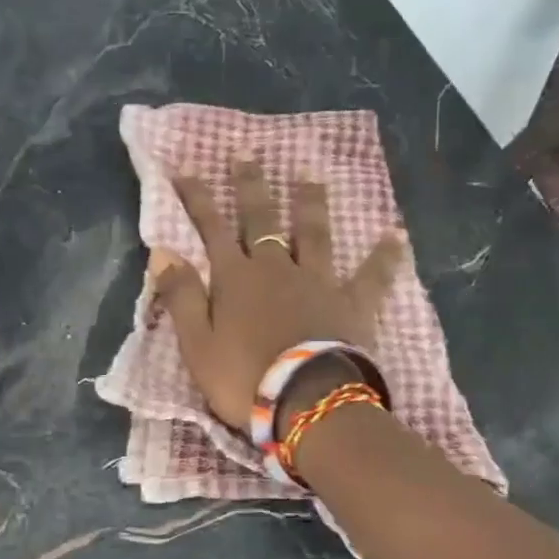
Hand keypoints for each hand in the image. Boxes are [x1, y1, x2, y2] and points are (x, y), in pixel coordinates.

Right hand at [154, 160, 403, 430]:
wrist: (306, 402)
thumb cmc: (244, 378)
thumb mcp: (197, 344)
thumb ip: (181, 296)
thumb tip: (163, 251)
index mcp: (235, 278)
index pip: (211, 229)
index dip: (196, 200)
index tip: (185, 171)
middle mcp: (276, 268)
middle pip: (261, 220)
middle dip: (250, 187)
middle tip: (247, 155)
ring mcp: (317, 281)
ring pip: (312, 234)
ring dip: (310, 205)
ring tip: (310, 178)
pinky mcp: (351, 302)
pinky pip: (372, 275)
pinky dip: (384, 255)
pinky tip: (396, 236)